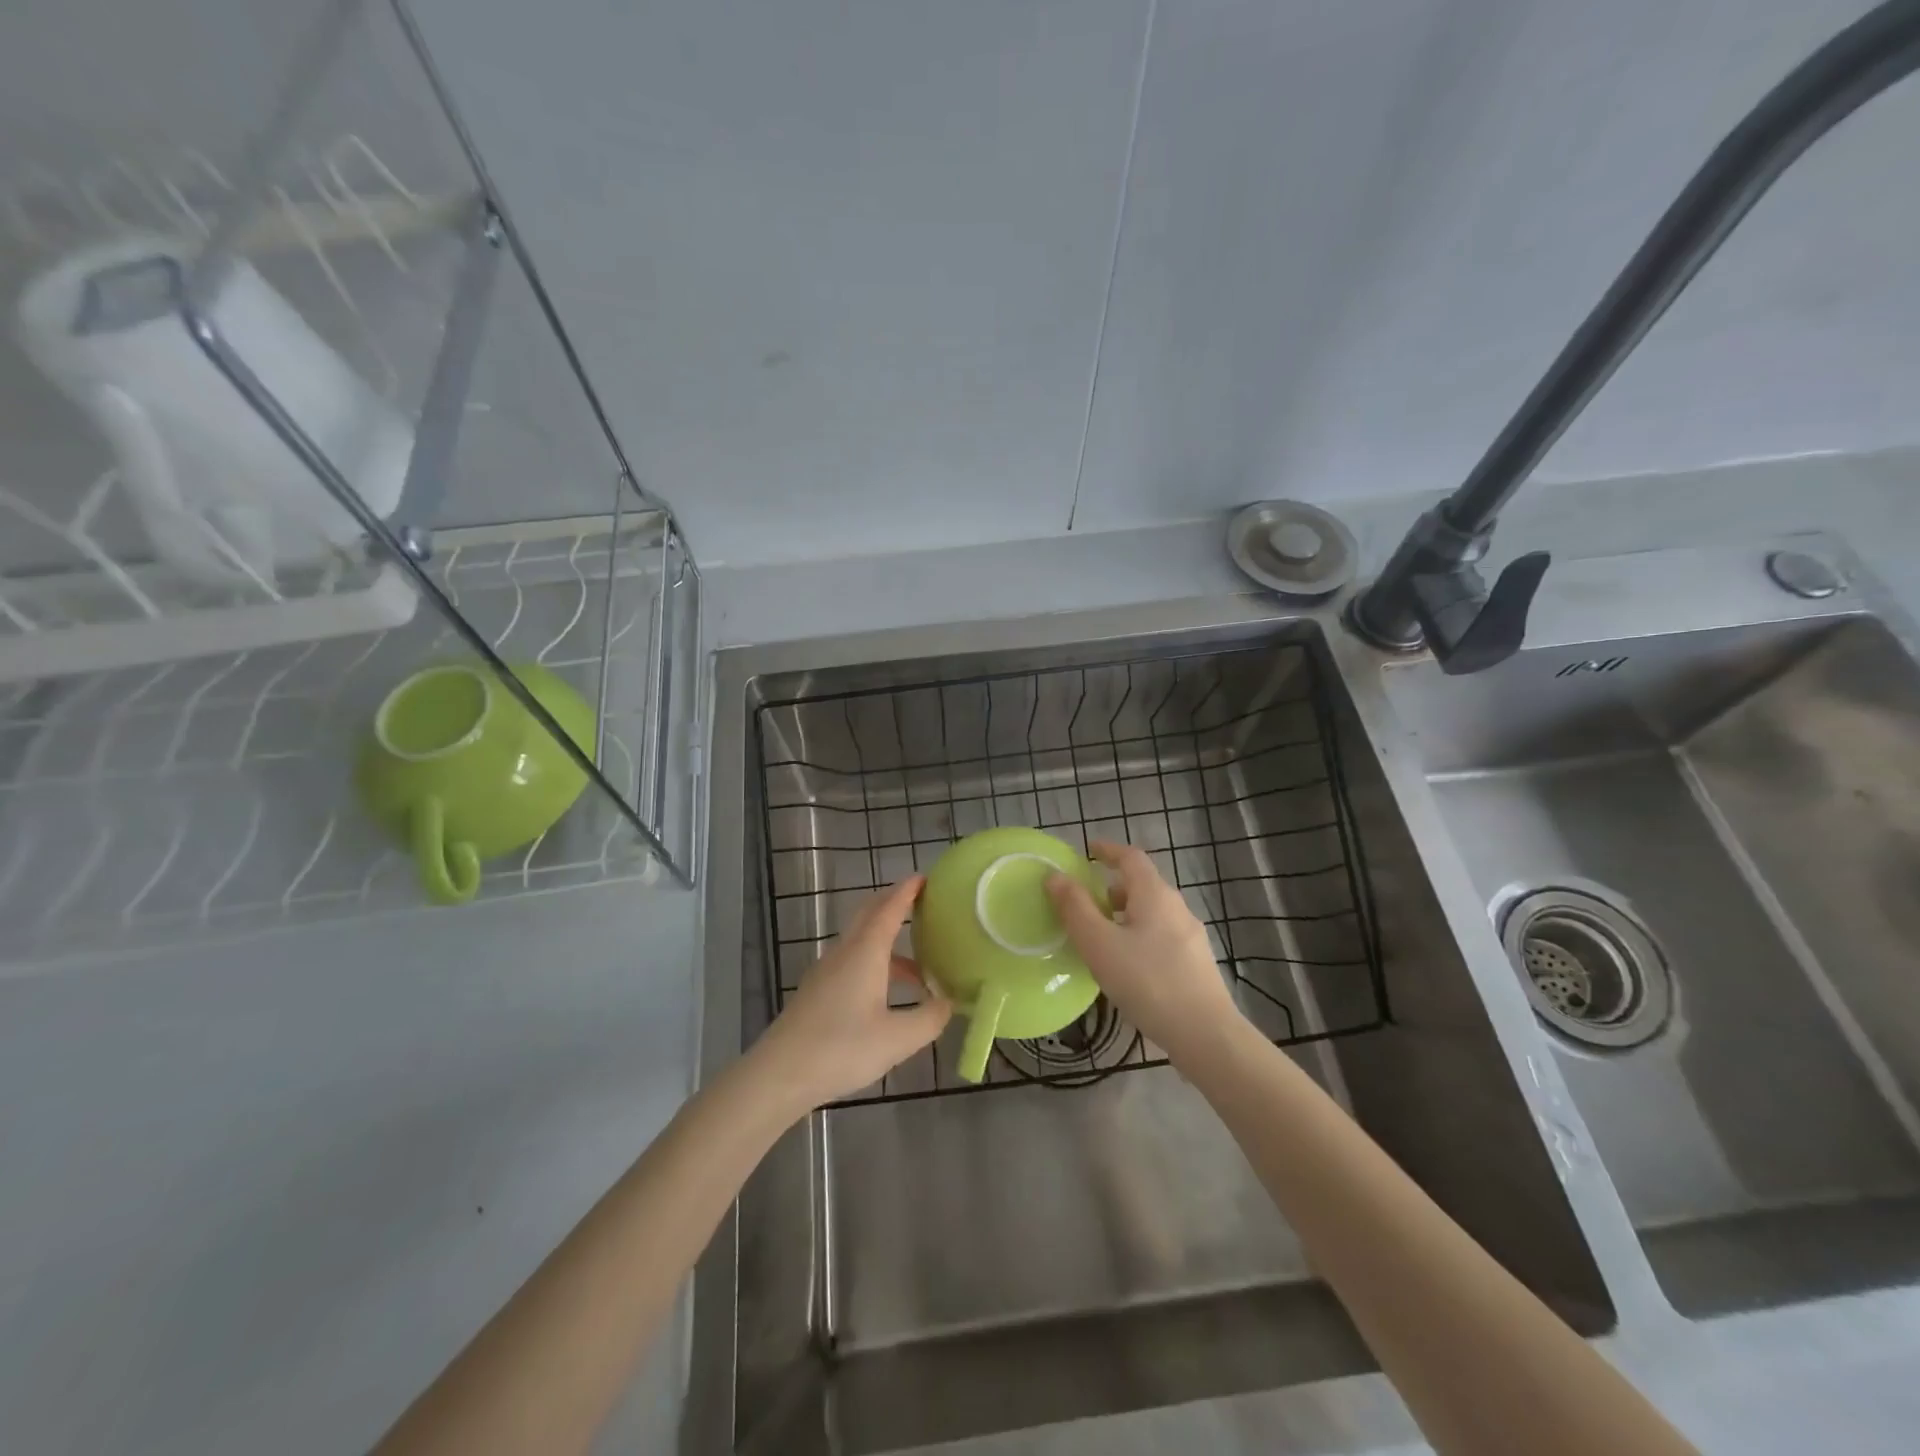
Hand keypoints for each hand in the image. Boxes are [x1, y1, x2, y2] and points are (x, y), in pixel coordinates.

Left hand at [755, 876, 950, 1111]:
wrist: (779, 1074)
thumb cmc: (841, 1049)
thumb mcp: (897, 1039)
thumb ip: (929, 1018)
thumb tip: (948, 1002)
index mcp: (866, 952)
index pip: (890, 908)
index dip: (908, 891)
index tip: (926, 877)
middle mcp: (845, 952)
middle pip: (870, 915)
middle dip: (895, 904)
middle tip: (924, 905)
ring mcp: (827, 970)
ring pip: (861, 941)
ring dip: (888, 941)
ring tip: (920, 965)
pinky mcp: (818, 990)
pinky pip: (853, 960)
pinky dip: (876, 962)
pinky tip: (889, 993)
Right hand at [1047, 840, 1244, 1065]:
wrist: (1206, 1034)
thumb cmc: (1147, 982)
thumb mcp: (1099, 944)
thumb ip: (1075, 908)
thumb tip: (1055, 876)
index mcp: (1154, 894)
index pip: (1131, 857)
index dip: (1108, 850)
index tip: (1088, 850)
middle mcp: (1177, 907)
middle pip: (1143, 884)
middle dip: (1113, 886)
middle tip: (1086, 900)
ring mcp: (1191, 936)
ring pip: (1152, 912)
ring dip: (1125, 914)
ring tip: (1102, 936)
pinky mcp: (1196, 963)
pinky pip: (1161, 935)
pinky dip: (1139, 935)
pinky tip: (1128, 965)